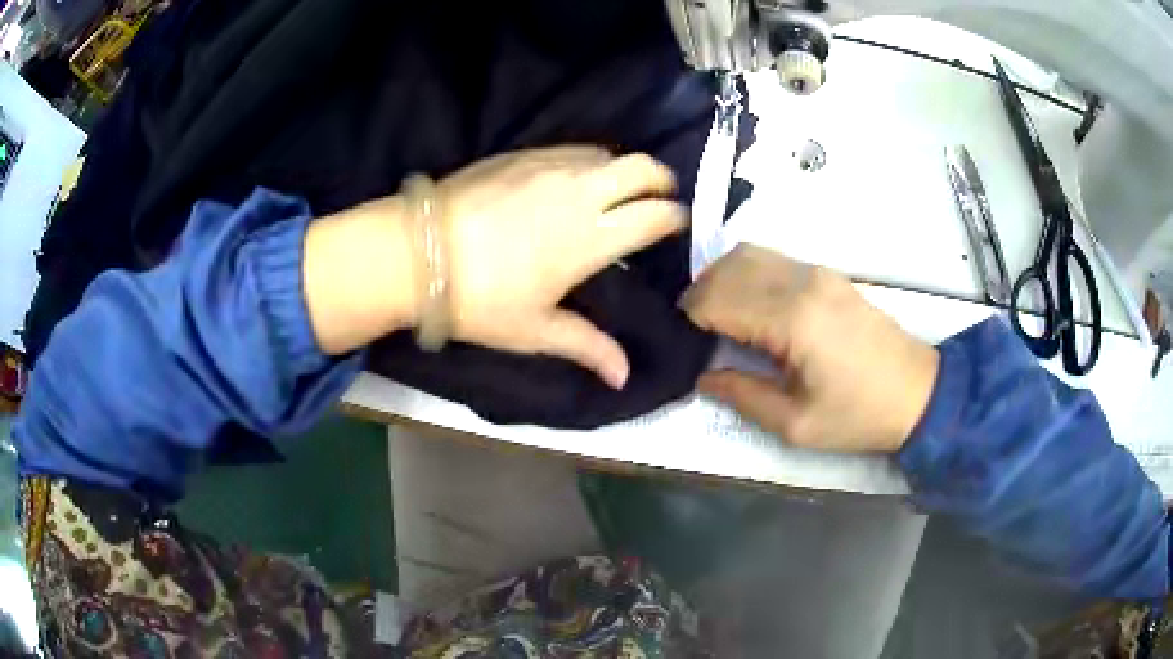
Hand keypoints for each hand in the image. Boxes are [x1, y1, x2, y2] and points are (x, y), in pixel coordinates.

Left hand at [436, 147, 684, 387]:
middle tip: (661, 195)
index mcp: (591, 236)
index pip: (654, 215)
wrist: (415, 252)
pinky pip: (572, 149)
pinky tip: (573, 180)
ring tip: (617, 190)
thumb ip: (587, 346)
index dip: (674, 217)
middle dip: (662, 178)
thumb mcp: (534, 329)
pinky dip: (588, 161)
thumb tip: (623, 377)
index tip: (677, 223)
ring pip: (606, 153)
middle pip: (641, 167)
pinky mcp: (521, 154)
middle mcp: (580, 192)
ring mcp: (549, 166)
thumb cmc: (479, 298)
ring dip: (623, 168)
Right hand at [681, 245, 940, 452]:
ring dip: (721, 279)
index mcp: (793, 319)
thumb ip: (743, 395)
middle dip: (699, 295)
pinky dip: (746, 274)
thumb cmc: (858, 415)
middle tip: (691, 332)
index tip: (681, 343)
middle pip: (728, 267)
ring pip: (748, 253)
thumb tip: (703, 376)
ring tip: (715, 318)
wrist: (918, 393)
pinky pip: (771, 259)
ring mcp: (817, 272)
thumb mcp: (795, 424)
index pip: (719, 298)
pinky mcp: (827, 274)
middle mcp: (801, 282)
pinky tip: (748, 306)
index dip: (690, 317)